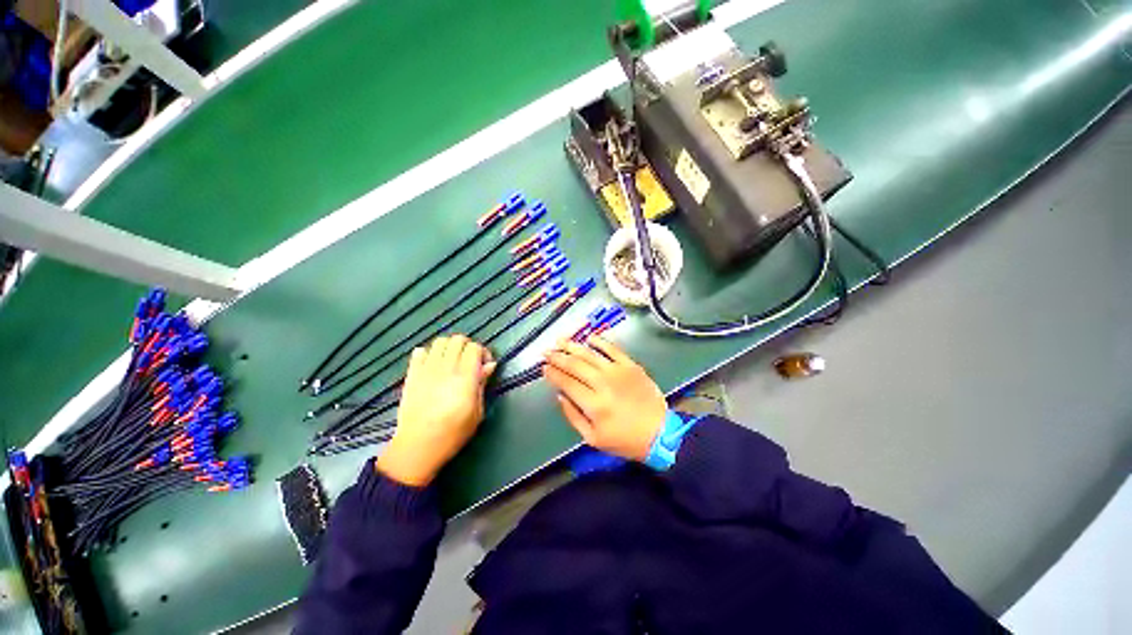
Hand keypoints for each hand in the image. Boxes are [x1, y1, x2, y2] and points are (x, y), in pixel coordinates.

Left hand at [376, 335, 495, 486]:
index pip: (475, 348)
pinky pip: (420, 351)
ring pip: (440, 341)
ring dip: (450, 347)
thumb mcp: (477, 412)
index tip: (485, 366)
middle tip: (470, 362)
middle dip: (468, 346)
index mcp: (465, 378)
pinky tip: (433, 365)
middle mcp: (446, 368)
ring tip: (452, 361)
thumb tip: (490, 365)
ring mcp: (426, 369)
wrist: (417, 446)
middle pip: (458, 340)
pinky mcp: (411, 374)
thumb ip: (482, 384)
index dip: (483, 352)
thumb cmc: (453, 433)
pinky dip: (429, 353)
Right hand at [543, 336, 665, 460]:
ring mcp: (618, 371)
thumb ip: (573, 416)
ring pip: (590, 354)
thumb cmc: (624, 439)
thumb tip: (560, 396)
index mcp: (593, 404)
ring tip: (560, 340)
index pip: (567, 382)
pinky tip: (589, 337)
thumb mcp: (593, 439)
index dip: (553, 374)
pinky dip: (600, 341)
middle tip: (546, 352)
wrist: (659, 432)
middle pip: (575, 365)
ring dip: (572, 346)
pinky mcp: (631, 365)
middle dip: (558, 357)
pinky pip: (612, 349)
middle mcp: (603, 383)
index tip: (544, 368)